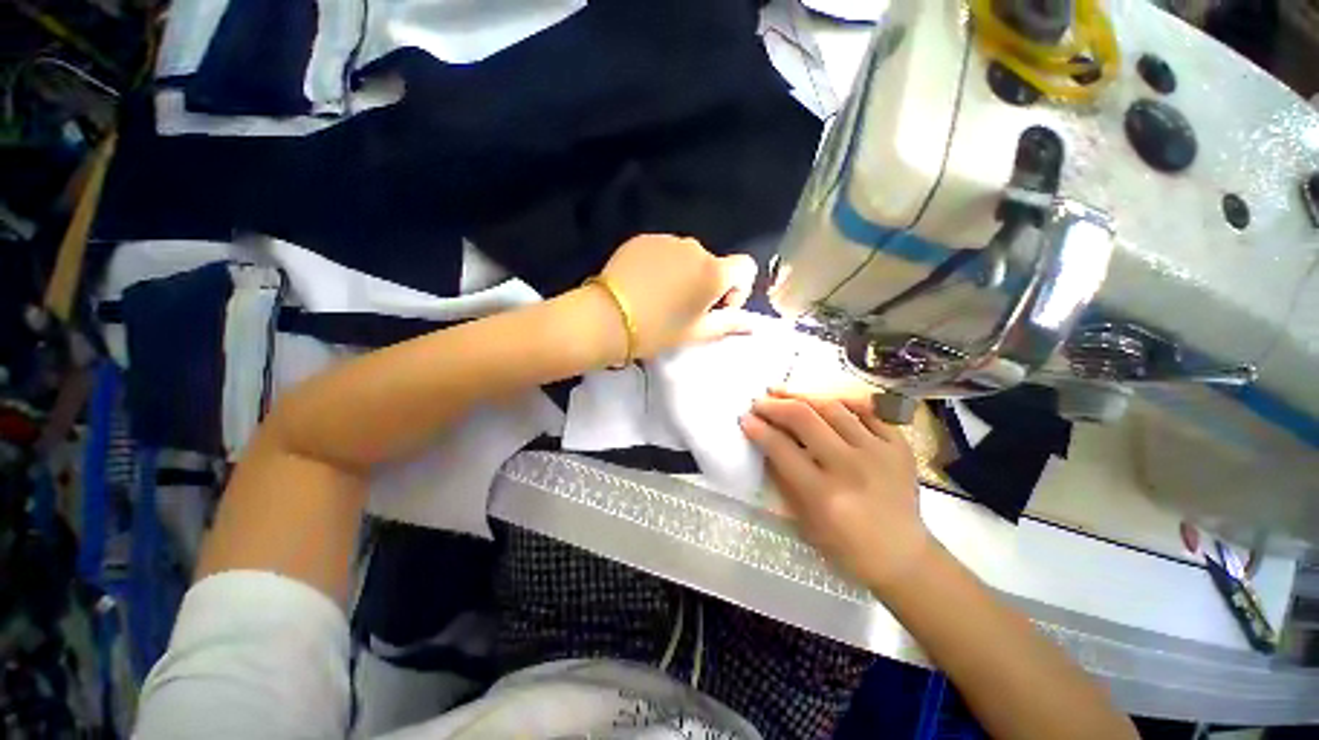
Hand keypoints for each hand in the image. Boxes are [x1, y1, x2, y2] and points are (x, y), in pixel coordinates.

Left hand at [599, 234, 757, 357]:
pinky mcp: (644, 239)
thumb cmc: (659, 330)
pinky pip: (664, 251)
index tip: (716, 307)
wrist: (608, 318)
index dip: (738, 289)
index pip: (745, 268)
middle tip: (683, 309)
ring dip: (684, 274)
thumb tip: (752, 324)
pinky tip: (644, 285)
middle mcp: (695, 248)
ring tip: (661, 298)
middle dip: (706, 284)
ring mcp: (667, 240)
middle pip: (713, 264)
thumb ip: (729, 323)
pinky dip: (662, 265)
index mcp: (713, 271)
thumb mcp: (697, 332)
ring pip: (687, 257)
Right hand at [740, 390, 929, 590]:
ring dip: (802, 394)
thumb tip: (764, 441)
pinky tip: (823, 396)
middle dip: (775, 405)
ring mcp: (878, 452)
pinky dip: (842, 399)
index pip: (781, 448)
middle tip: (759, 401)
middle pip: (805, 418)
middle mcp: (850, 467)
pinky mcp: (899, 445)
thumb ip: (782, 477)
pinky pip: (868, 409)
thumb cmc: (845, 544)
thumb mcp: (803, 519)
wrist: (902, 555)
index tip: (745, 418)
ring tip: (783, 391)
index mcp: (823, 493)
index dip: (758, 429)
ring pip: (833, 406)